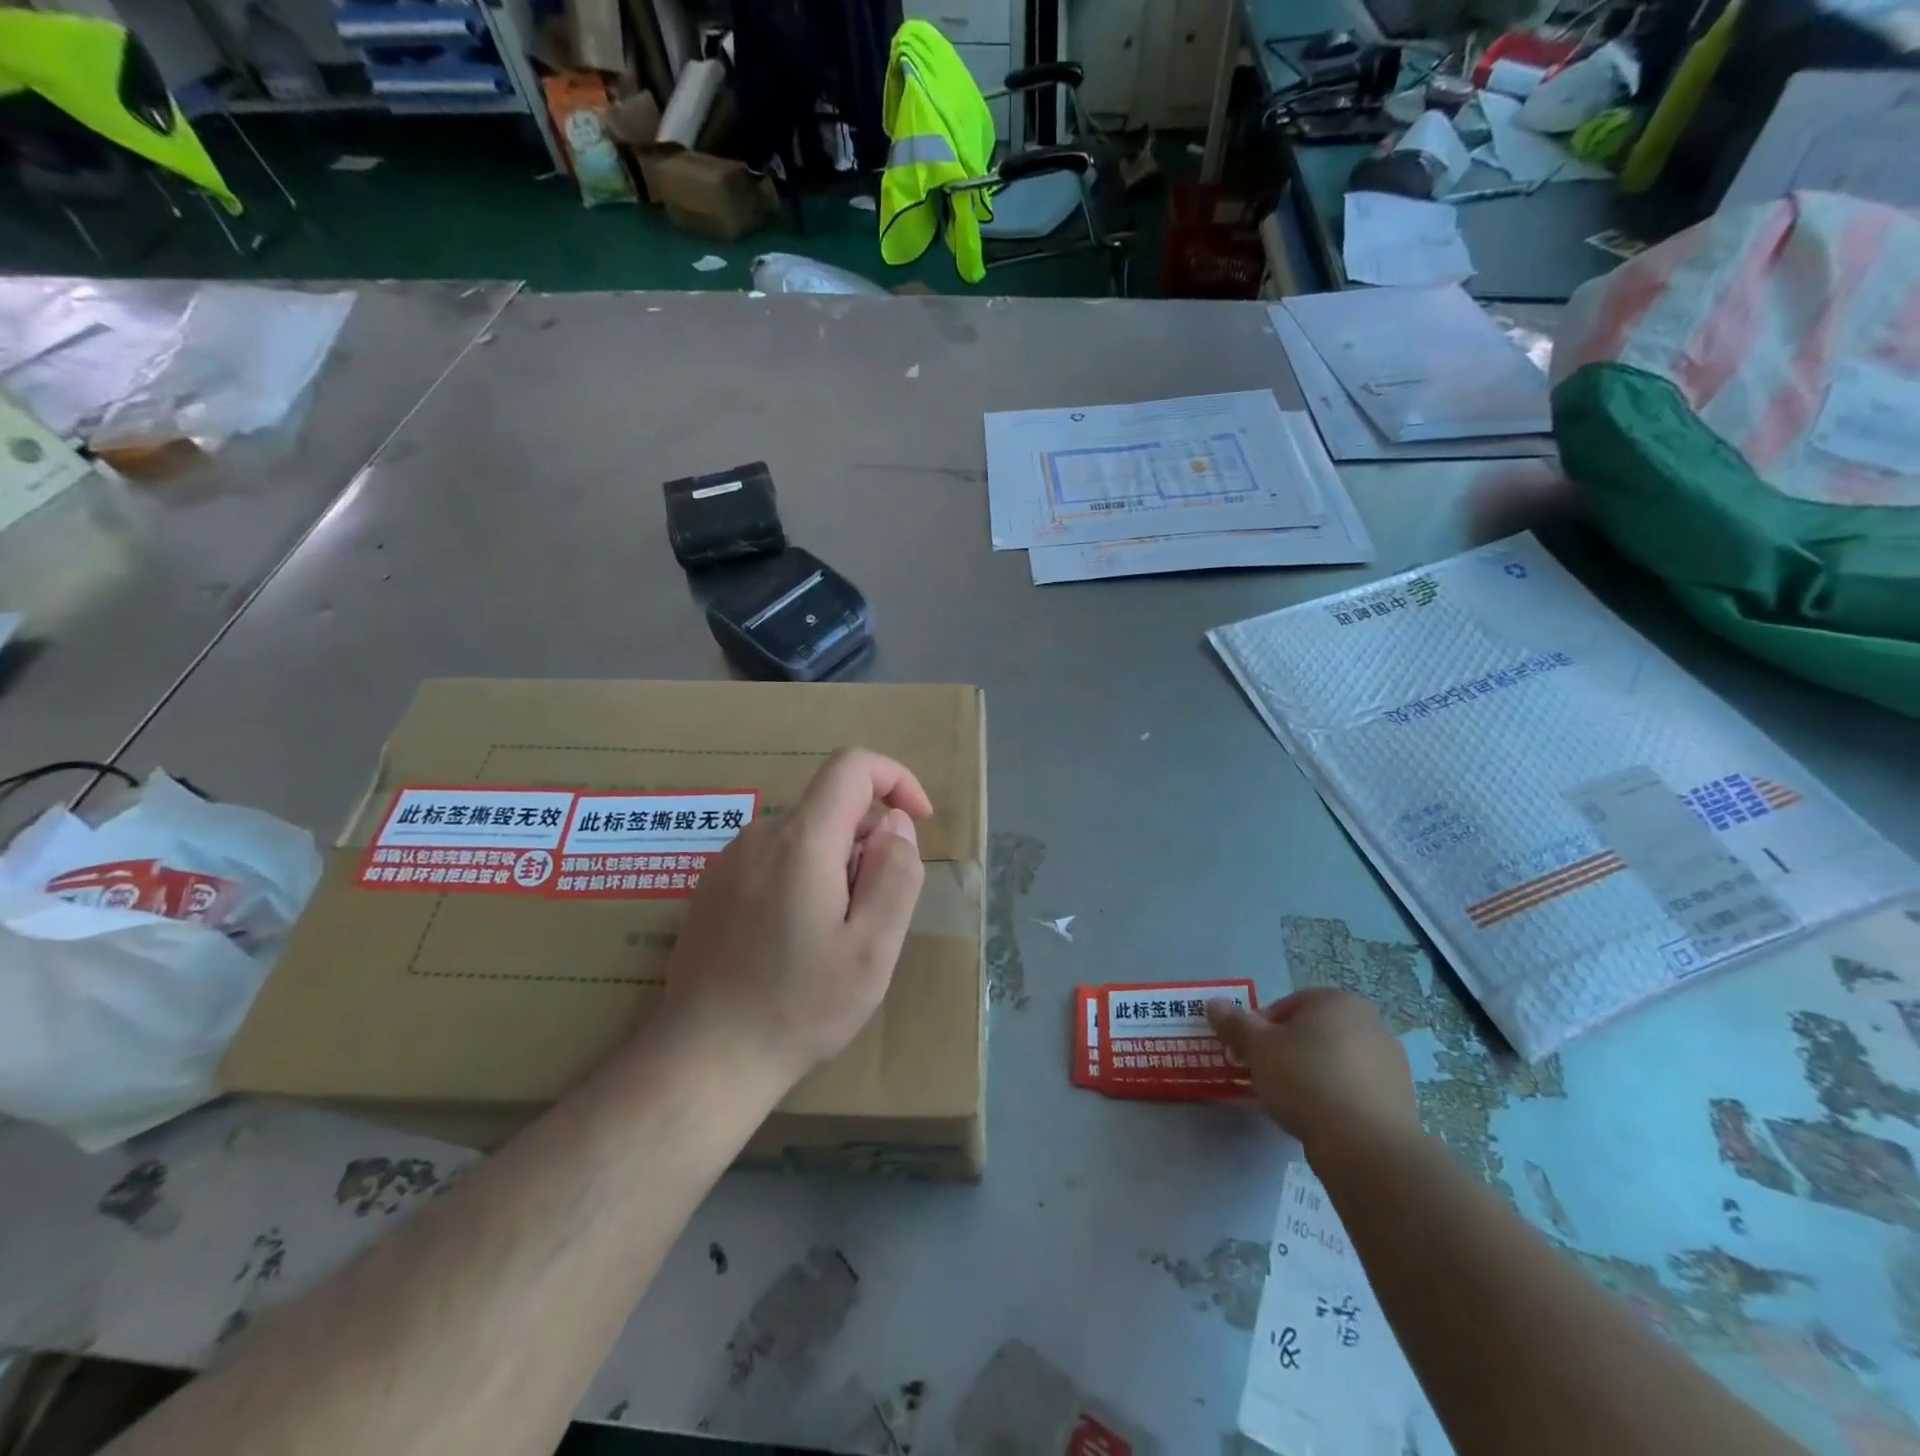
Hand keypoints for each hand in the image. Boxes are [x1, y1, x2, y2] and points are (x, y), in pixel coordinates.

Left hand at [658, 749, 932, 1088]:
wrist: (705, 1058)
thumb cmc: (800, 1006)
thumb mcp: (873, 948)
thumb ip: (895, 874)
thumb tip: (895, 824)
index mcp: (802, 841)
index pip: (852, 766)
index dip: (895, 779)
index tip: (917, 823)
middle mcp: (760, 836)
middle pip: (830, 807)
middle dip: (868, 842)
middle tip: (873, 914)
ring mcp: (728, 861)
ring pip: (804, 836)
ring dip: (836, 866)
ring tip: (833, 937)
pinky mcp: (712, 888)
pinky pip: (774, 860)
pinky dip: (803, 878)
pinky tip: (794, 942)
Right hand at [1206, 989, 1420, 1157]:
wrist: (1367, 1147)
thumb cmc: (1306, 1080)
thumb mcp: (1258, 1048)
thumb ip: (1235, 1023)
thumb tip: (1214, 1003)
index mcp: (1338, 1002)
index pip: (1289, 1005)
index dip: (1263, 1028)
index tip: (1251, 1053)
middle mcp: (1371, 1025)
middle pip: (1314, 1033)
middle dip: (1288, 1051)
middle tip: (1267, 1076)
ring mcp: (1392, 1065)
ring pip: (1336, 1062)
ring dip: (1313, 1076)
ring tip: (1292, 1103)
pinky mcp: (1400, 1102)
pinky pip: (1356, 1092)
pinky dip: (1336, 1100)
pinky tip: (1319, 1120)